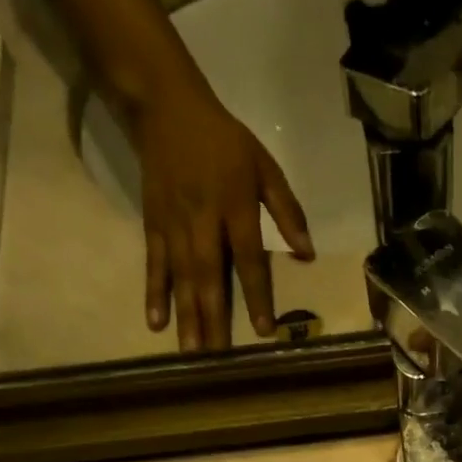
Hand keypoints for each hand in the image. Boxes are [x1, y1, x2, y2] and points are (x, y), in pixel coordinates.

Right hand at [133, 84, 314, 349]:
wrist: (166, 106)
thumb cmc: (226, 141)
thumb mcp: (265, 167)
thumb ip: (287, 211)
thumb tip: (308, 255)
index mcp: (236, 206)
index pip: (250, 260)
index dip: (258, 296)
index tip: (264, 331)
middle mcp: (203, 220)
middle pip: (210, 275)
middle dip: (214, 316)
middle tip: (218, 356)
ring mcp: (174, 224)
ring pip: (181, 276)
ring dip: (186, 315)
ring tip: (191, 350)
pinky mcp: (153, 223)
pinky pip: (154, 263)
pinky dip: (154, 292)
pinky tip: (155, 322)